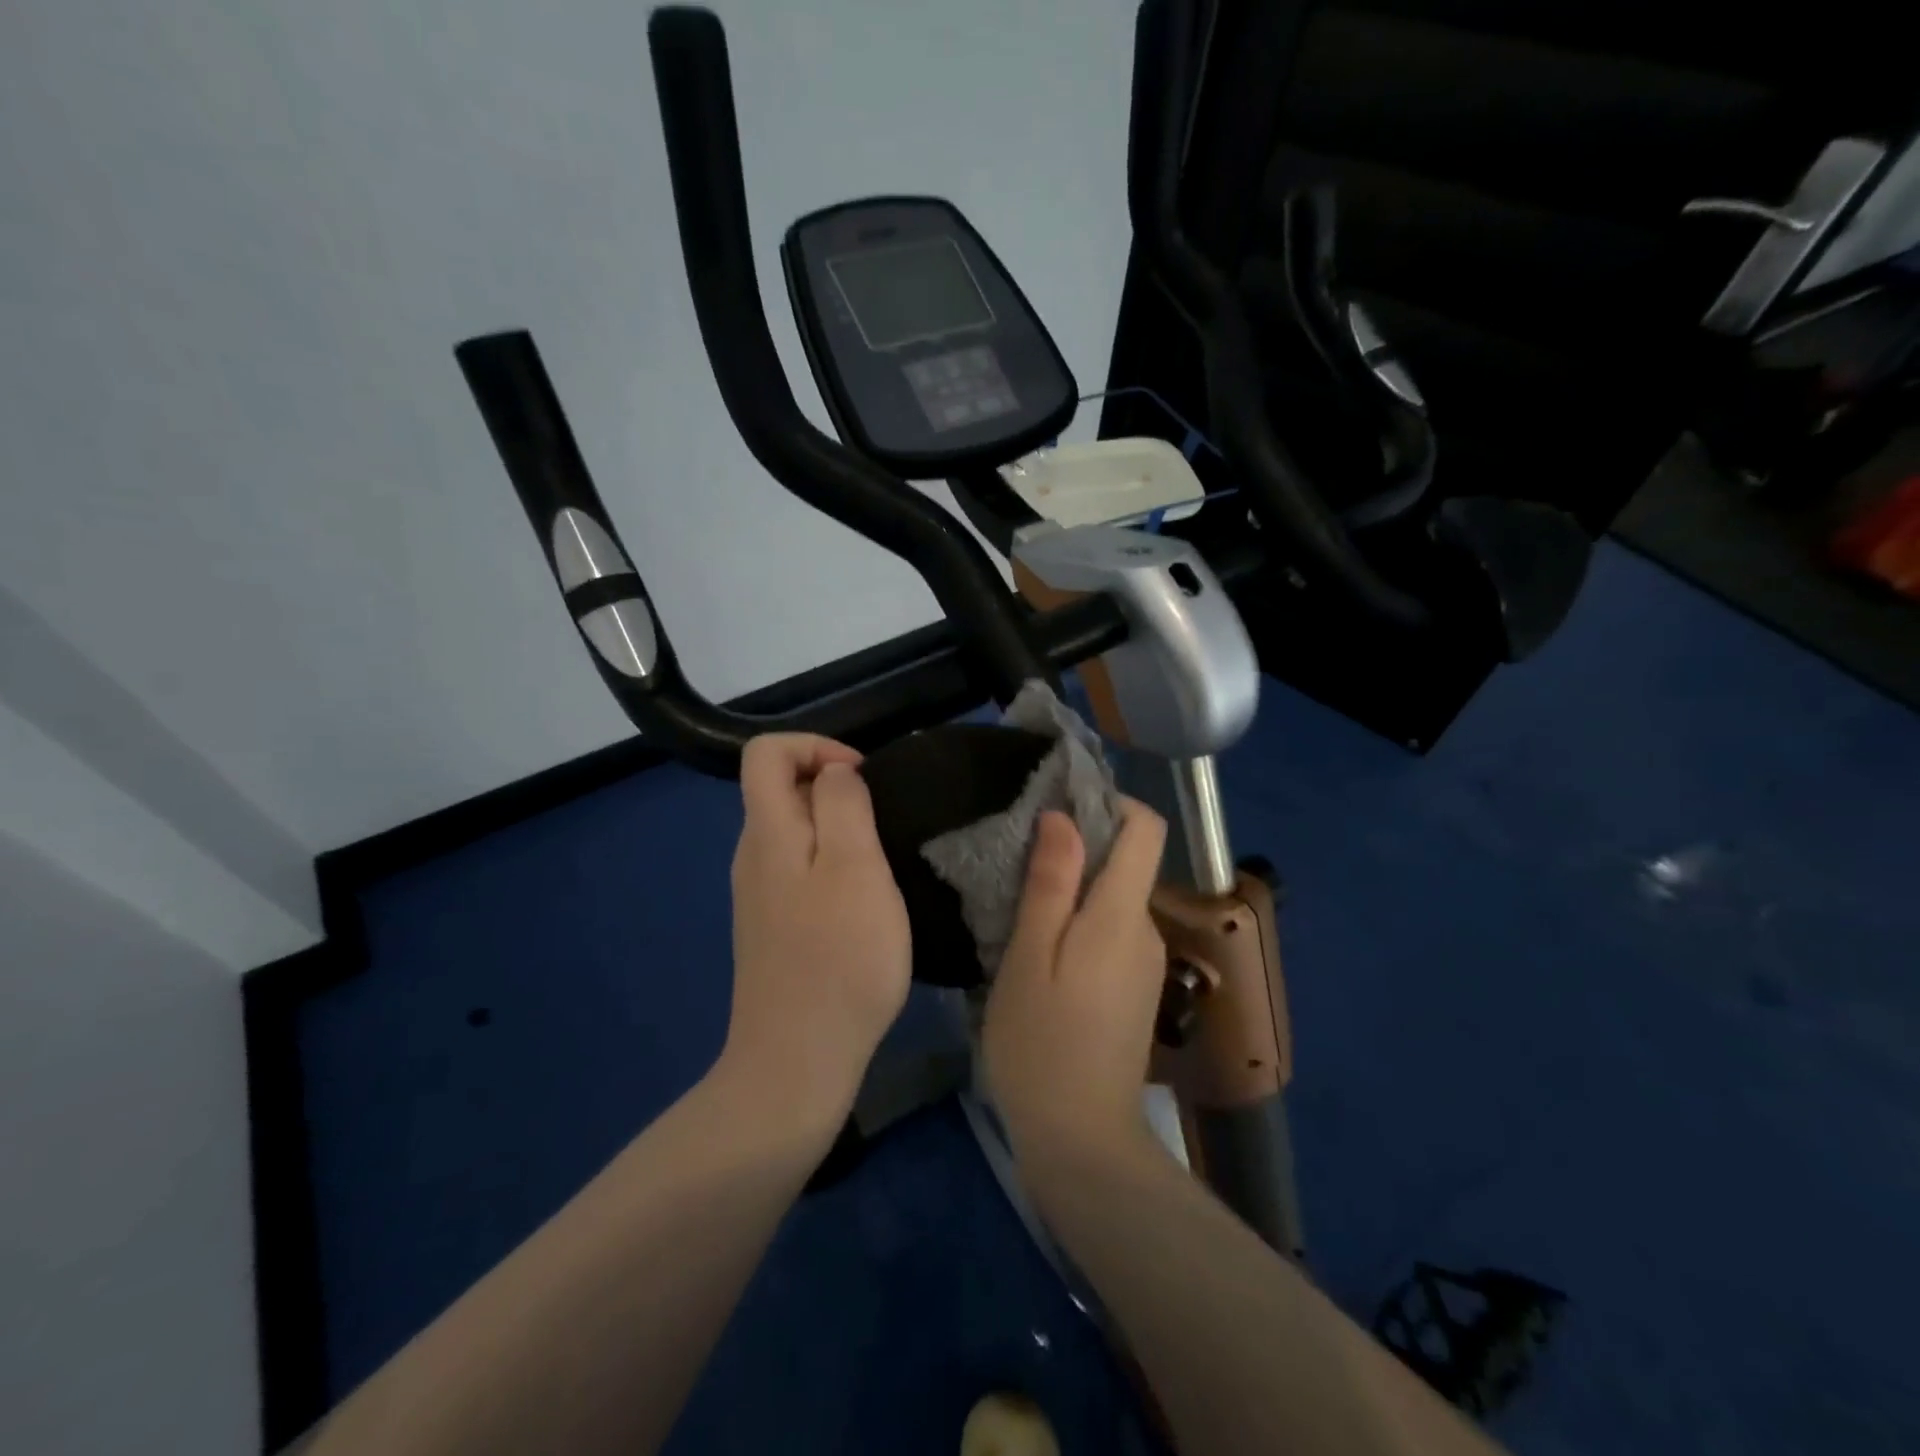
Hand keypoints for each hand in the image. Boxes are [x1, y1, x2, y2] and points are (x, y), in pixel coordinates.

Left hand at [719, 734, 910, 1136]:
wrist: (797, 1060)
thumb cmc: (838, 958)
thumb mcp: (856, 867)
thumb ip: (843, 805)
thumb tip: (835, 772)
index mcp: (767, 832)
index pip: (766, 752)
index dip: (815, 745)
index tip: (862, 779)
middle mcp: (753, 855)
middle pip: (781, 789)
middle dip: (835, 790)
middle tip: (884, 828)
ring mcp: (759, 895)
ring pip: (796, 833)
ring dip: (840, 832)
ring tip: (881, 867)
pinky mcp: (774, 927)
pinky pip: (800, 871)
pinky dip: (833, 868)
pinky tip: (863, 907)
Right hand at [982, 799, 1169, 1161]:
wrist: (1081, 1141)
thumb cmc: (1041, 1044)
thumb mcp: (1029, 957)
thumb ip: (1050, 883)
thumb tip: (1063, 817)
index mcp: (1121, 914)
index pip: (1145, 828)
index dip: (1110, 802)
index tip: (1061, 804)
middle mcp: (1145, 930)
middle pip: (1127, 861)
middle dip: (1080, 847)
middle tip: (1021, 860)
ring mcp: (1146, 963)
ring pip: (1115, 898)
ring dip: (1076, 888)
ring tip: (1022, 906)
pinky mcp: (1136, 989)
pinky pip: (1112, 932)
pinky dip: (1081, 923)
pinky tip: (1042, 950)